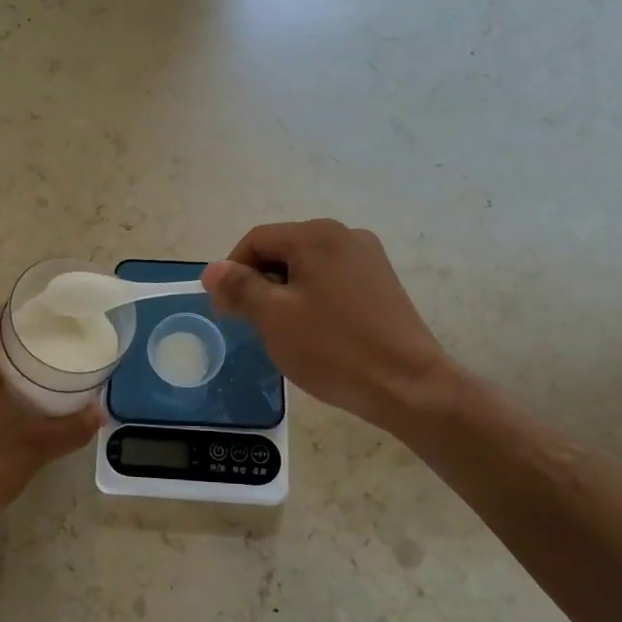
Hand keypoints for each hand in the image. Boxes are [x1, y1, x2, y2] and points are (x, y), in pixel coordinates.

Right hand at [203, 220, 453, 433]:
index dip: (232, 272)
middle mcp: (345, 236)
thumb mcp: (273, 318)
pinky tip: (314, 332)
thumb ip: (239, 287)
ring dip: (284, 293)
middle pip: (283, 250)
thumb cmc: (333, 348)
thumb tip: (212, 270)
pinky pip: (332, 281)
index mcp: (317, 236)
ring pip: (307, 267)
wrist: (408, 386)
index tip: (225, 311)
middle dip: (259, 283)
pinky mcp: (382, 283)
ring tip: (282, 332)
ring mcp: (368, 259)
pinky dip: (312, 299)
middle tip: (250, 324)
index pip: (256, 241)